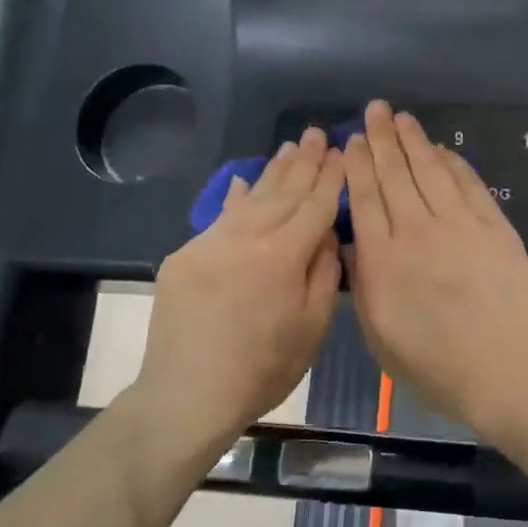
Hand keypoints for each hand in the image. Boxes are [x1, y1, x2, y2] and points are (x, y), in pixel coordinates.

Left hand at [136, 126, 344, 441]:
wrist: (188, 393)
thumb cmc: (264, 368)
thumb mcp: (313, 326)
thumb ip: (324, 272)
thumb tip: (326, 233)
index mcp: (284, 254)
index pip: (315, 204)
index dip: (331, 177)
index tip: (343, 151)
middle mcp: (247, 236)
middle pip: (283, 191)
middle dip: (304, 161)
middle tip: (317, 133)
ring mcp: (210, 242)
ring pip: (249, 197)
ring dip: (272, 171)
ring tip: (289, 148)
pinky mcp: (184, 256)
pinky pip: (217, 217)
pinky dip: (234, 198)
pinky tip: (240, 181)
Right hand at [343, 101, 527, 435]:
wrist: (504, 371)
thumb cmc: (434, 364)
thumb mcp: (378, 334)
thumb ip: (363, 281)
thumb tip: (352, 241)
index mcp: (382, 259)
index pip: (365, 198)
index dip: (358, 165)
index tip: (352, 141)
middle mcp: (417, 231)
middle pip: (395, 174)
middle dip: (382, 138)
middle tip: (374, 110)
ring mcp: (459, 224)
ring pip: (430, 170)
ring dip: (414, 140)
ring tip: (401, 117)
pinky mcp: (493, 226)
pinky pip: (468, 183)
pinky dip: (452, 162)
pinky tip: (441, 149)